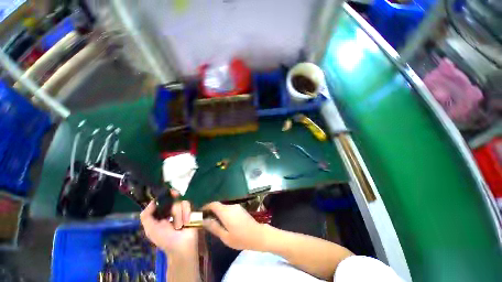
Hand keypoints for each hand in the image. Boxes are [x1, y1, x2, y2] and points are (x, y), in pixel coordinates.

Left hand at [140, 192, 196, 255]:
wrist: (182, 246)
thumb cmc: (165, 239)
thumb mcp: (151, 229)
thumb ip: (147, 216)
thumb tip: (152, 201)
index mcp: (161, 214)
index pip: (162, 200)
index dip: (163, 196)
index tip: (164, 193)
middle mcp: (172, 209)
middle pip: (171, 199)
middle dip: (172, 203)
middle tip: (173, 203)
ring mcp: (182, 209)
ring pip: (179, 203)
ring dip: (178, 215)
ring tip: (179, 226)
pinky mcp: (191, 209)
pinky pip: (187, 205)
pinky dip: (186, 214)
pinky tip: (186, 222)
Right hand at [202, 202, 267, 250]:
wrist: (258, 235)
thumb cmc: (241, 238)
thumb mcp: (225, 237)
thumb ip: (214, 227)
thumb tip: (204, 220)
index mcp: (226, 212)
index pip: (214, 204)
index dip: (206, 207)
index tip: (201, 213)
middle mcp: (231, 206)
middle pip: (218, 205)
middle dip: (212, 211)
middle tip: (206, 221)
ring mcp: (237, 207)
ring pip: (224, 207)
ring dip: (218, 213)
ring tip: (214, 223)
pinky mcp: (240, 209)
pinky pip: (229, 209)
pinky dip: (224, 213)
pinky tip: (224, 222)